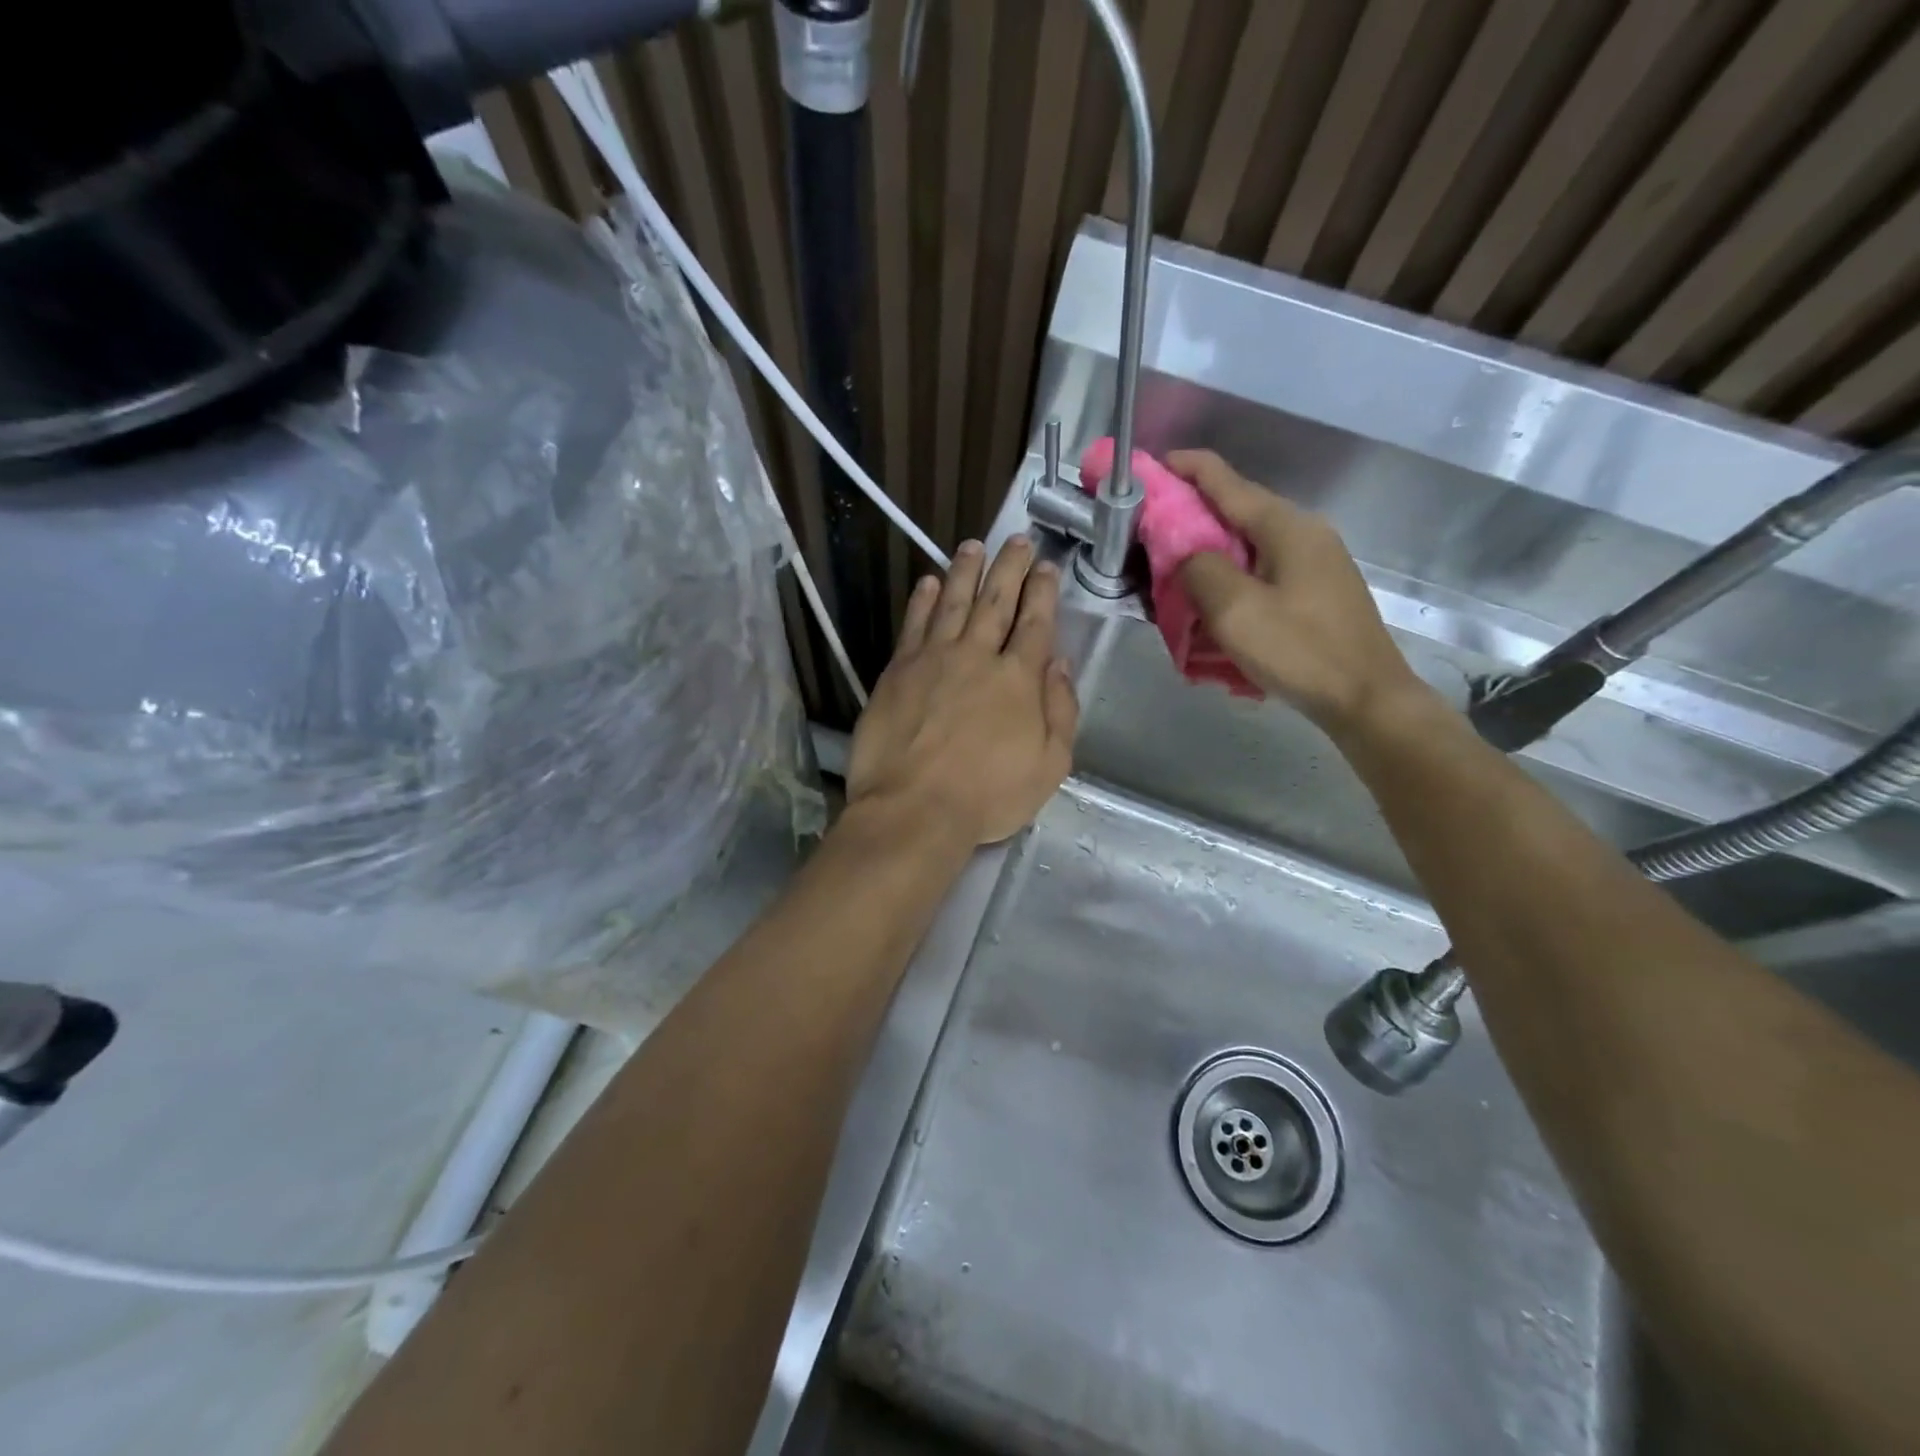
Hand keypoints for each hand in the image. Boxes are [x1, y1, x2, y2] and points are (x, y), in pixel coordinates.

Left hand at [847, 537, 1078, 846]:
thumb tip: (1059, 663)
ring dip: (965, 571)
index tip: (1046, 565)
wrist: (914, 809)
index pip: (1035, 623)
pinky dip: (922, 600)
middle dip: (1009, 567)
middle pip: (996, 601)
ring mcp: (933, 659)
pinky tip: (928, 582)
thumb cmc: (988, 796)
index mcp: (1018, 678)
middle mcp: (977, 656)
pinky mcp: (898, 670)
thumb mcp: (1049, 765)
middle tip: (1016, 539)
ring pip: (953, 602)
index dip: (1042, 591)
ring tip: (973, 545)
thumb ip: (1060, 710)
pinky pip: (913, 624)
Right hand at [1169, 450, 1427, 734]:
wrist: (1366, 699)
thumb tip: (1184, 553)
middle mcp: (1303, 533)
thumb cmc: (1300, 651)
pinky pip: (1260, 572)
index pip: (1226, 481)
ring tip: (1172, 576)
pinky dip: (1229, 579)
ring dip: (1207, 555)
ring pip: (1246, 545)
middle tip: (1148, 537)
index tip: (1149, 468)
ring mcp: (1314, 562)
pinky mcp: (1315, 591)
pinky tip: (1212, 605)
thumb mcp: (1236, 611)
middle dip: (1189, 518)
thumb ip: (1199, 570)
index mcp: (1286, 526)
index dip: (1184, 468)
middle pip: (1235, 512)